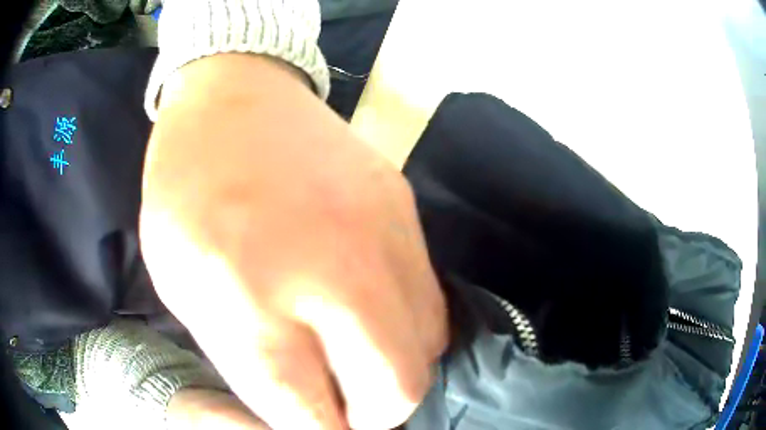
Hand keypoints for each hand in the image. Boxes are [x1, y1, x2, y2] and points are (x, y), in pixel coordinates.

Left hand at [140, 54, 447, 429]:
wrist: (235, 96)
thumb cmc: (186, 187)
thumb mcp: (179, 281)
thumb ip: (242, 357)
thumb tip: (302, 405)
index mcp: (246, 292)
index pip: (307, 410)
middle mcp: (330, 269)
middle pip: (394, 390)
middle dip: (372, 419)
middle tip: (342, 412)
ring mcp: (383, 234)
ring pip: (425, 350)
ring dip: (393, 378)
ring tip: (357, 369)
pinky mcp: (406, 211)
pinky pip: (431, 301)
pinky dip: (407, 333)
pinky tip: (373, 321)